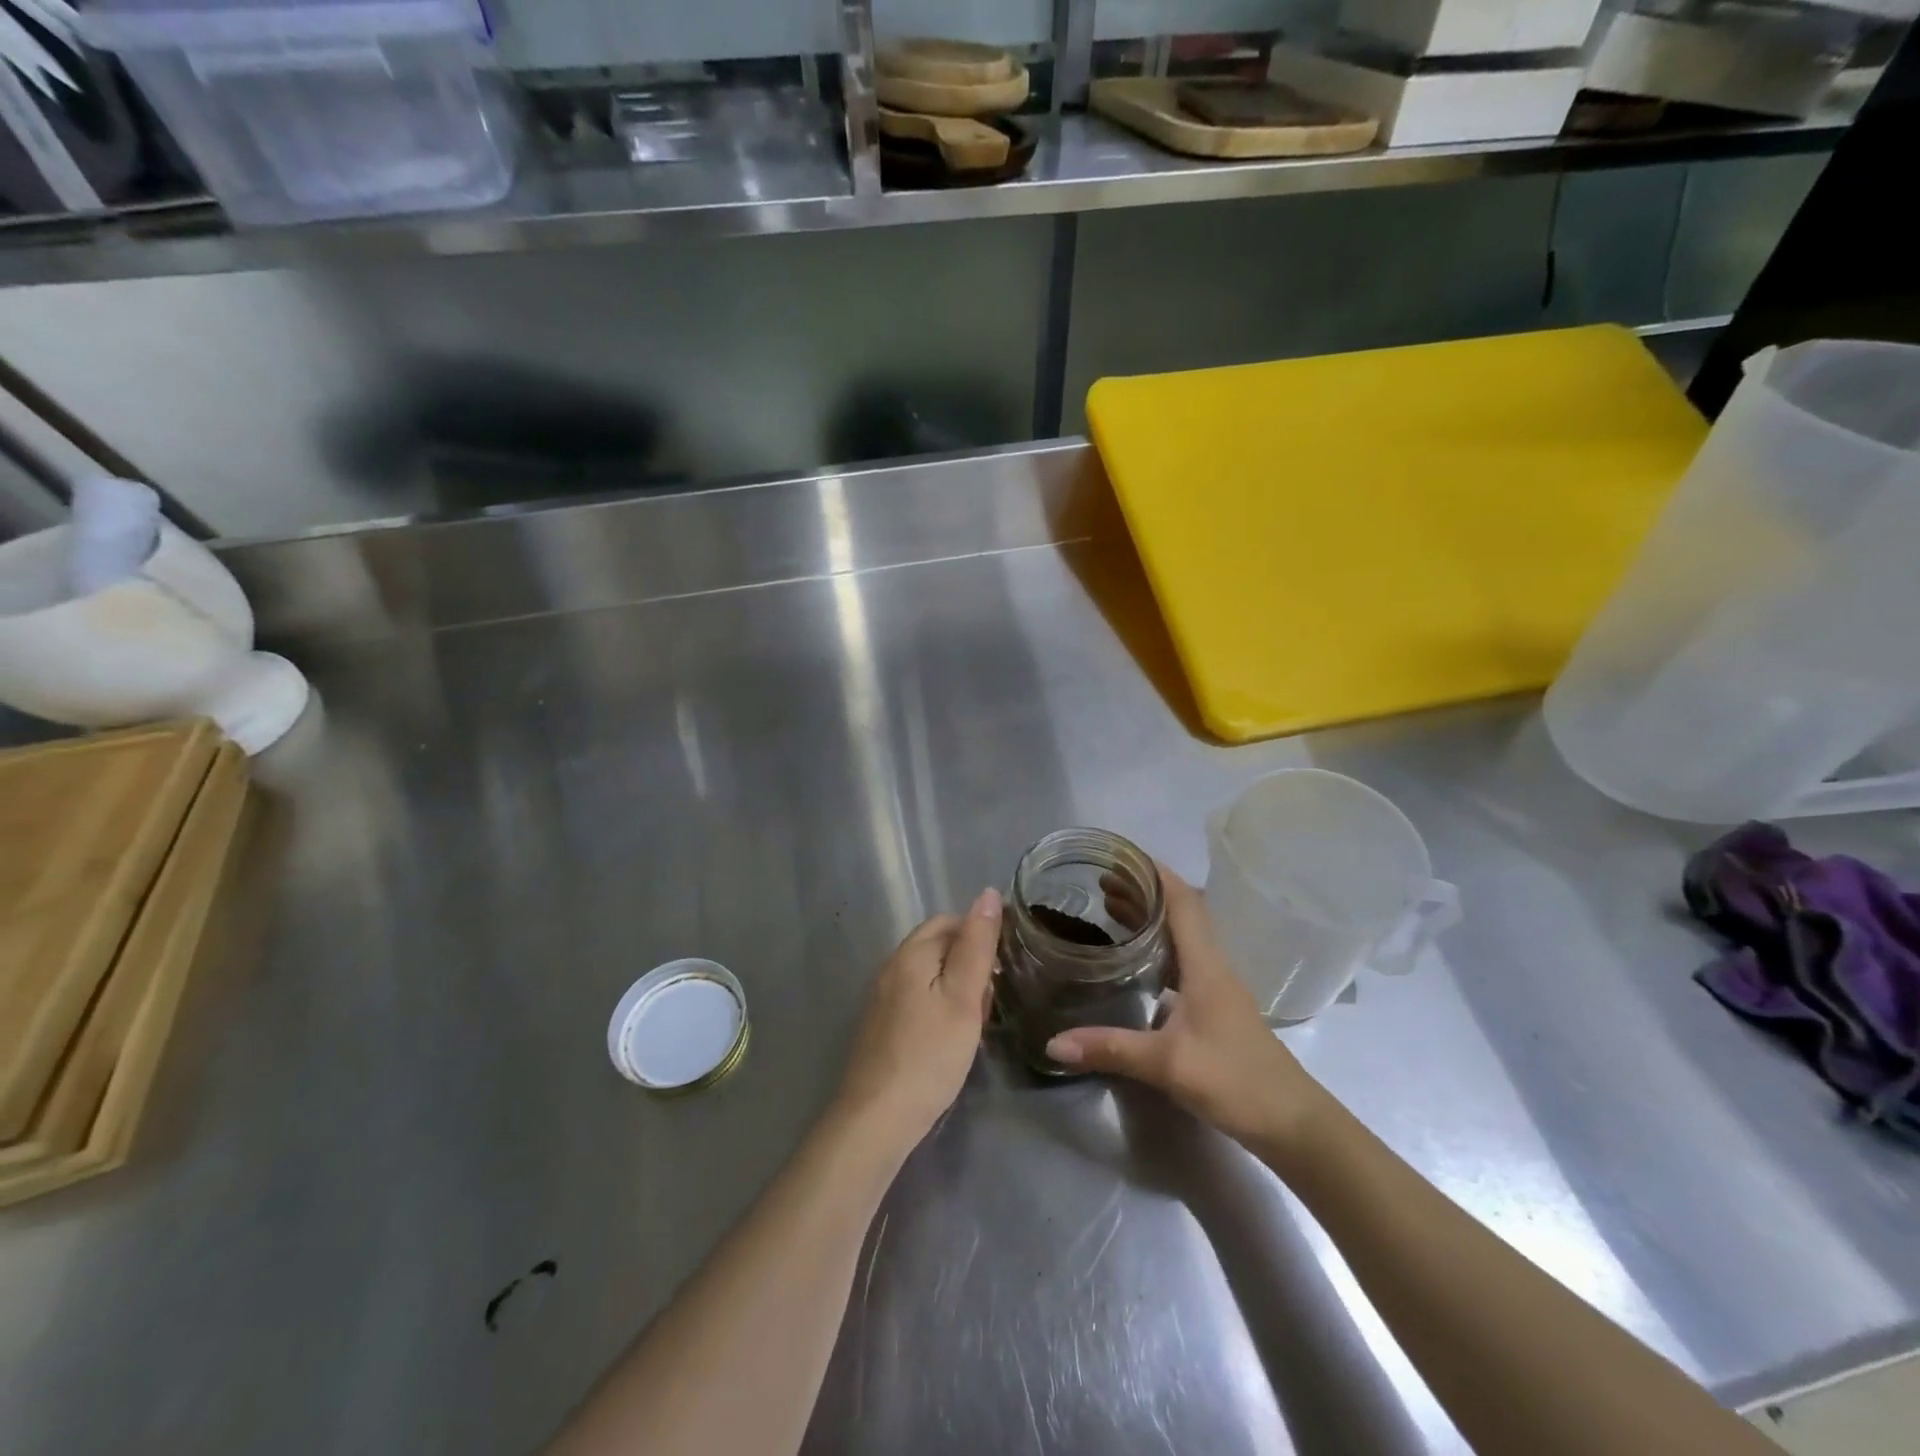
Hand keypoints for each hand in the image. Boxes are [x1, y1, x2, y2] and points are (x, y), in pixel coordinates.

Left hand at [835, 888, 1000, 1152]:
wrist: (877, 1119)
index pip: (949, 921)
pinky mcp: (883, 1026)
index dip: (980, 932)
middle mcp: (891, 968)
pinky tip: (954, 1036)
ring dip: (958, 987)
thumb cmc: (929, 1055)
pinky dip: (942, 1007)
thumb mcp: (963, 997)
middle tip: (994, 996)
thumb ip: (976, 945)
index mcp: (910, 953)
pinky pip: (919, 999)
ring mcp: (883, 999)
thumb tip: (987, 893)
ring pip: (930, 975)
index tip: (1006, 962)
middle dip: (970, 961)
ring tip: (979, 1019)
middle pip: (938, 946)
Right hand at [1045, 866, 1332, 1156]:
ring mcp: (1218, 987)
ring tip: (1110, 909)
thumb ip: (1110, 1049)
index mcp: (1205, 965)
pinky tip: (1136, 961)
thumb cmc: (1235, 1081)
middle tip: (1101, 882)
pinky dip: (1158, 947)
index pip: (1183, 902)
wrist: (1292, 1123)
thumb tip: (1053, 1043)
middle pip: (1181, 913)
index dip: (1155, 874)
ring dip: (1151, 917)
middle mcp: (1213, 966)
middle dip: (1144, 892)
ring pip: (1183, 936)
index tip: (1121, 856)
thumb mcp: (1167, 1064)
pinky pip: (1183, 960)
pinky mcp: (1217, 1007)